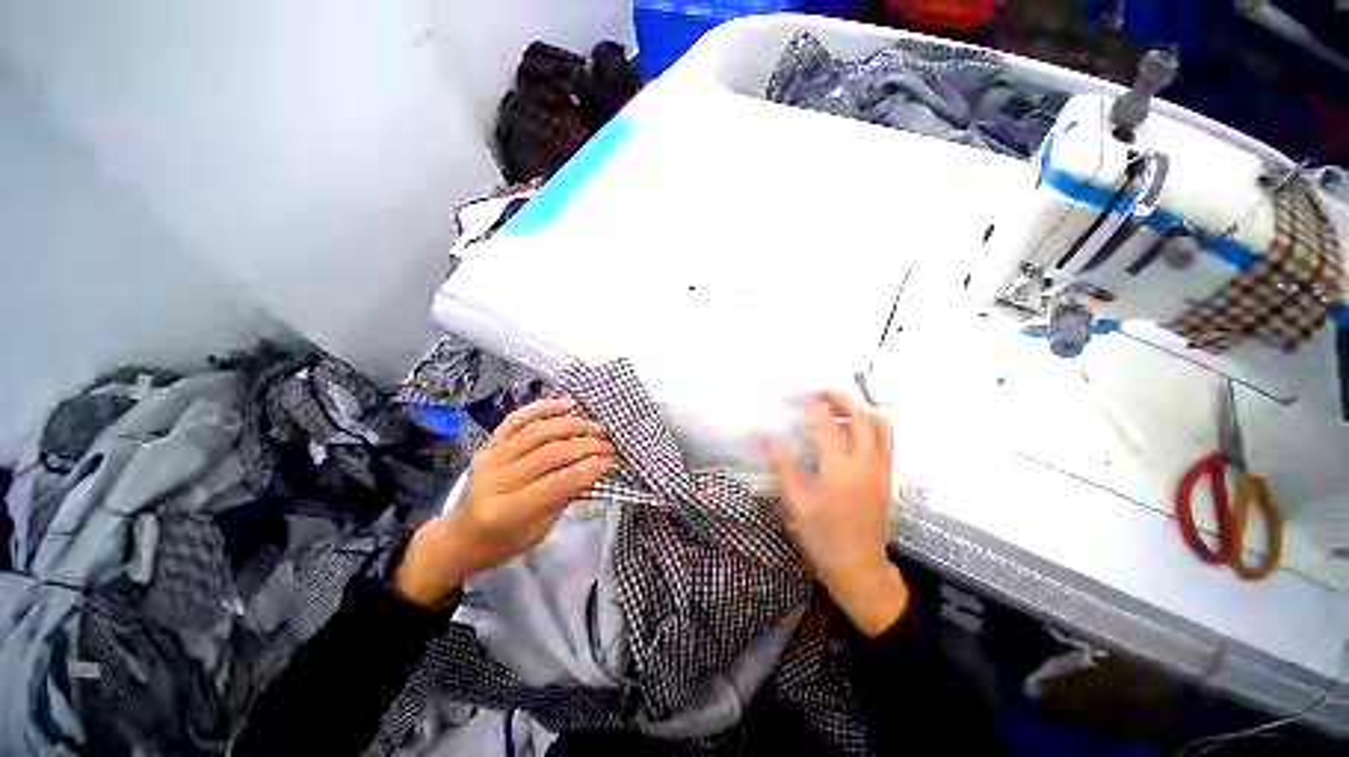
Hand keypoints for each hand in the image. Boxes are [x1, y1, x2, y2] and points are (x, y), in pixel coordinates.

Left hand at [394, 398, 612, 605]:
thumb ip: (562, 498)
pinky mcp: (487, 444)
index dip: (585, 470)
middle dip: (583, 445)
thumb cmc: (503, 541)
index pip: (553, 484)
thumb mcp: (538, 530)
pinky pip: (516, 419)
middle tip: (606, 443)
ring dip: (570, 425)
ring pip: (535, 431)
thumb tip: (592, 466)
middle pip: (546, 453)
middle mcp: (492, 480)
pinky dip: (542, 408)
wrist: (460, 536)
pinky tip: (565, 405)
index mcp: (504, 512)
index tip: (608, 461)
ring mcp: (487, 458)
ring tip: (593, 426)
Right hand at [768, 392, 907, 636]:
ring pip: (879, 424)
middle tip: (816, 394)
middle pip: (859, 414)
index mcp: (840, 469)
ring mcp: (882, 469)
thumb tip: (761, 434)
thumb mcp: (794, 500)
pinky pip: (885, 440)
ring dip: (856, 410)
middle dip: (837, 397)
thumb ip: (780, 461)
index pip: (824, 423)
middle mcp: (866, 463)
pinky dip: (869, 426)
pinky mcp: (888, 476)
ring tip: (834, 410)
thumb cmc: (822, 536)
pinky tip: (849, 434)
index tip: (792, 395)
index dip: (807, 404)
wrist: (859, 568)